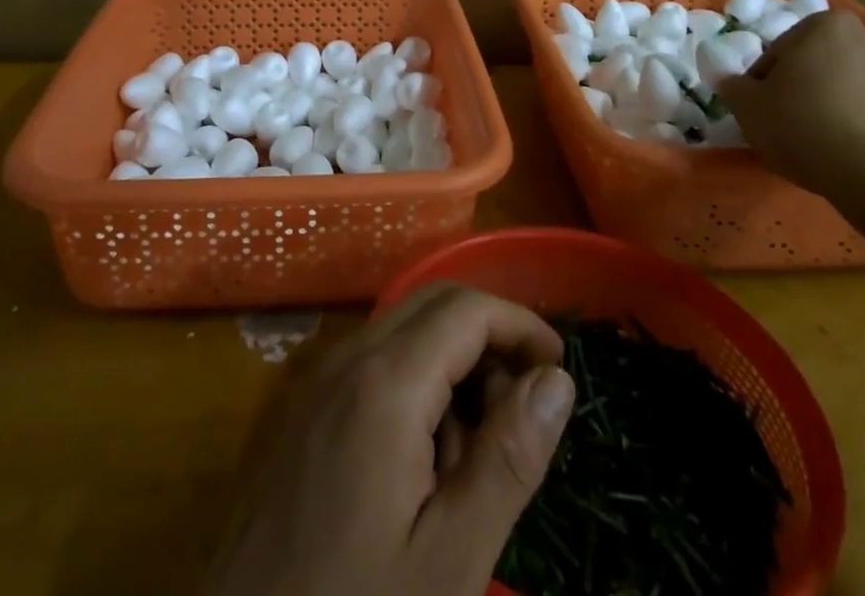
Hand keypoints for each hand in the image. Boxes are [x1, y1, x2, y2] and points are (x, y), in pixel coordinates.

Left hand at [206, 284, 575, 595]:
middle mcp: (347, 357)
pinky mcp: (303, 409)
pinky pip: (372, 366)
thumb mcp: (449, 559)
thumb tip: (557, 379)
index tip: (561, 368)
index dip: (521, 325)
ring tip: (472, 460)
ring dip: (452, 368)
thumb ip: (508, 459)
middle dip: (489, 339)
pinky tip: (422, 468)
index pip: (466, 309)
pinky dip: (415, 387)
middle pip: (434, 306)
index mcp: (385, 379)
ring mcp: (317, 379)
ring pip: (404, 334)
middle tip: (525, 408)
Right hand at [712, 10, 864, 213]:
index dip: (769, 80)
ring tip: (852, 128)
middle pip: (832, 56)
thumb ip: (734, 87)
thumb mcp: (751, 112)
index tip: (767, 109)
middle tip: (805, 119)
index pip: (783, 50)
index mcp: (825, 27)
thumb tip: (729, 79)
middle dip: (819, 79)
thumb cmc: (810, 135)